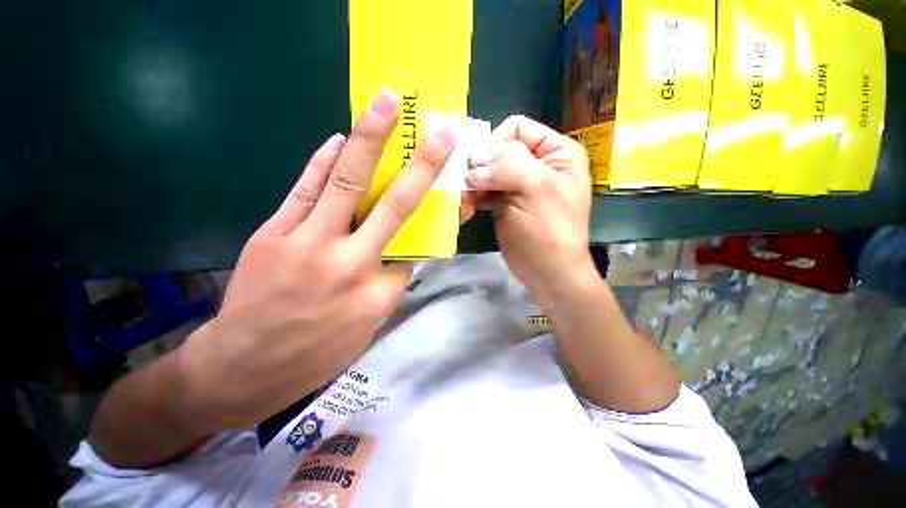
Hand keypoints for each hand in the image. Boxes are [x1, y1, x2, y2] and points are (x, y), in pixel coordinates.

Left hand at [178, 91, 455, 430]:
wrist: (243, 368)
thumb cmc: (314, 355)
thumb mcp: (366, 328)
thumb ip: (386, 286)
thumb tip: (396, 255)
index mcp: (377, 294)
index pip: (411, 252)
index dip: (421, 232)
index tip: (427, 219)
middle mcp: (350, 263)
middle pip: (394, 206)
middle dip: (421, 165)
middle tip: (439, 132)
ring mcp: (309, 243)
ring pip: (347, 183)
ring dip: (369, 139)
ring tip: (385, 103)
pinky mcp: (274, 233)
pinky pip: (305, 189)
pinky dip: (323, 161)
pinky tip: (340, 138)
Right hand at [468, 115, 593, 298]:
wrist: (548, 273)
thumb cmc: (550, 231)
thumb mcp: (537, 190)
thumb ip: (508, 165)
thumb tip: (475, 161)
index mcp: (556, 152)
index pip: (517, 128)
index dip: (496, 143)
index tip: (483, 167)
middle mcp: (537, 164)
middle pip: (498, 150)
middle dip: (481, 167)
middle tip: (470, 186)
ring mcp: (518, 185)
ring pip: (487, 171)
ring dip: (473, 183)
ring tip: (466, 199)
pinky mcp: (504, 203)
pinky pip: (483, 190)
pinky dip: (473, 197)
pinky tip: (468, 207)